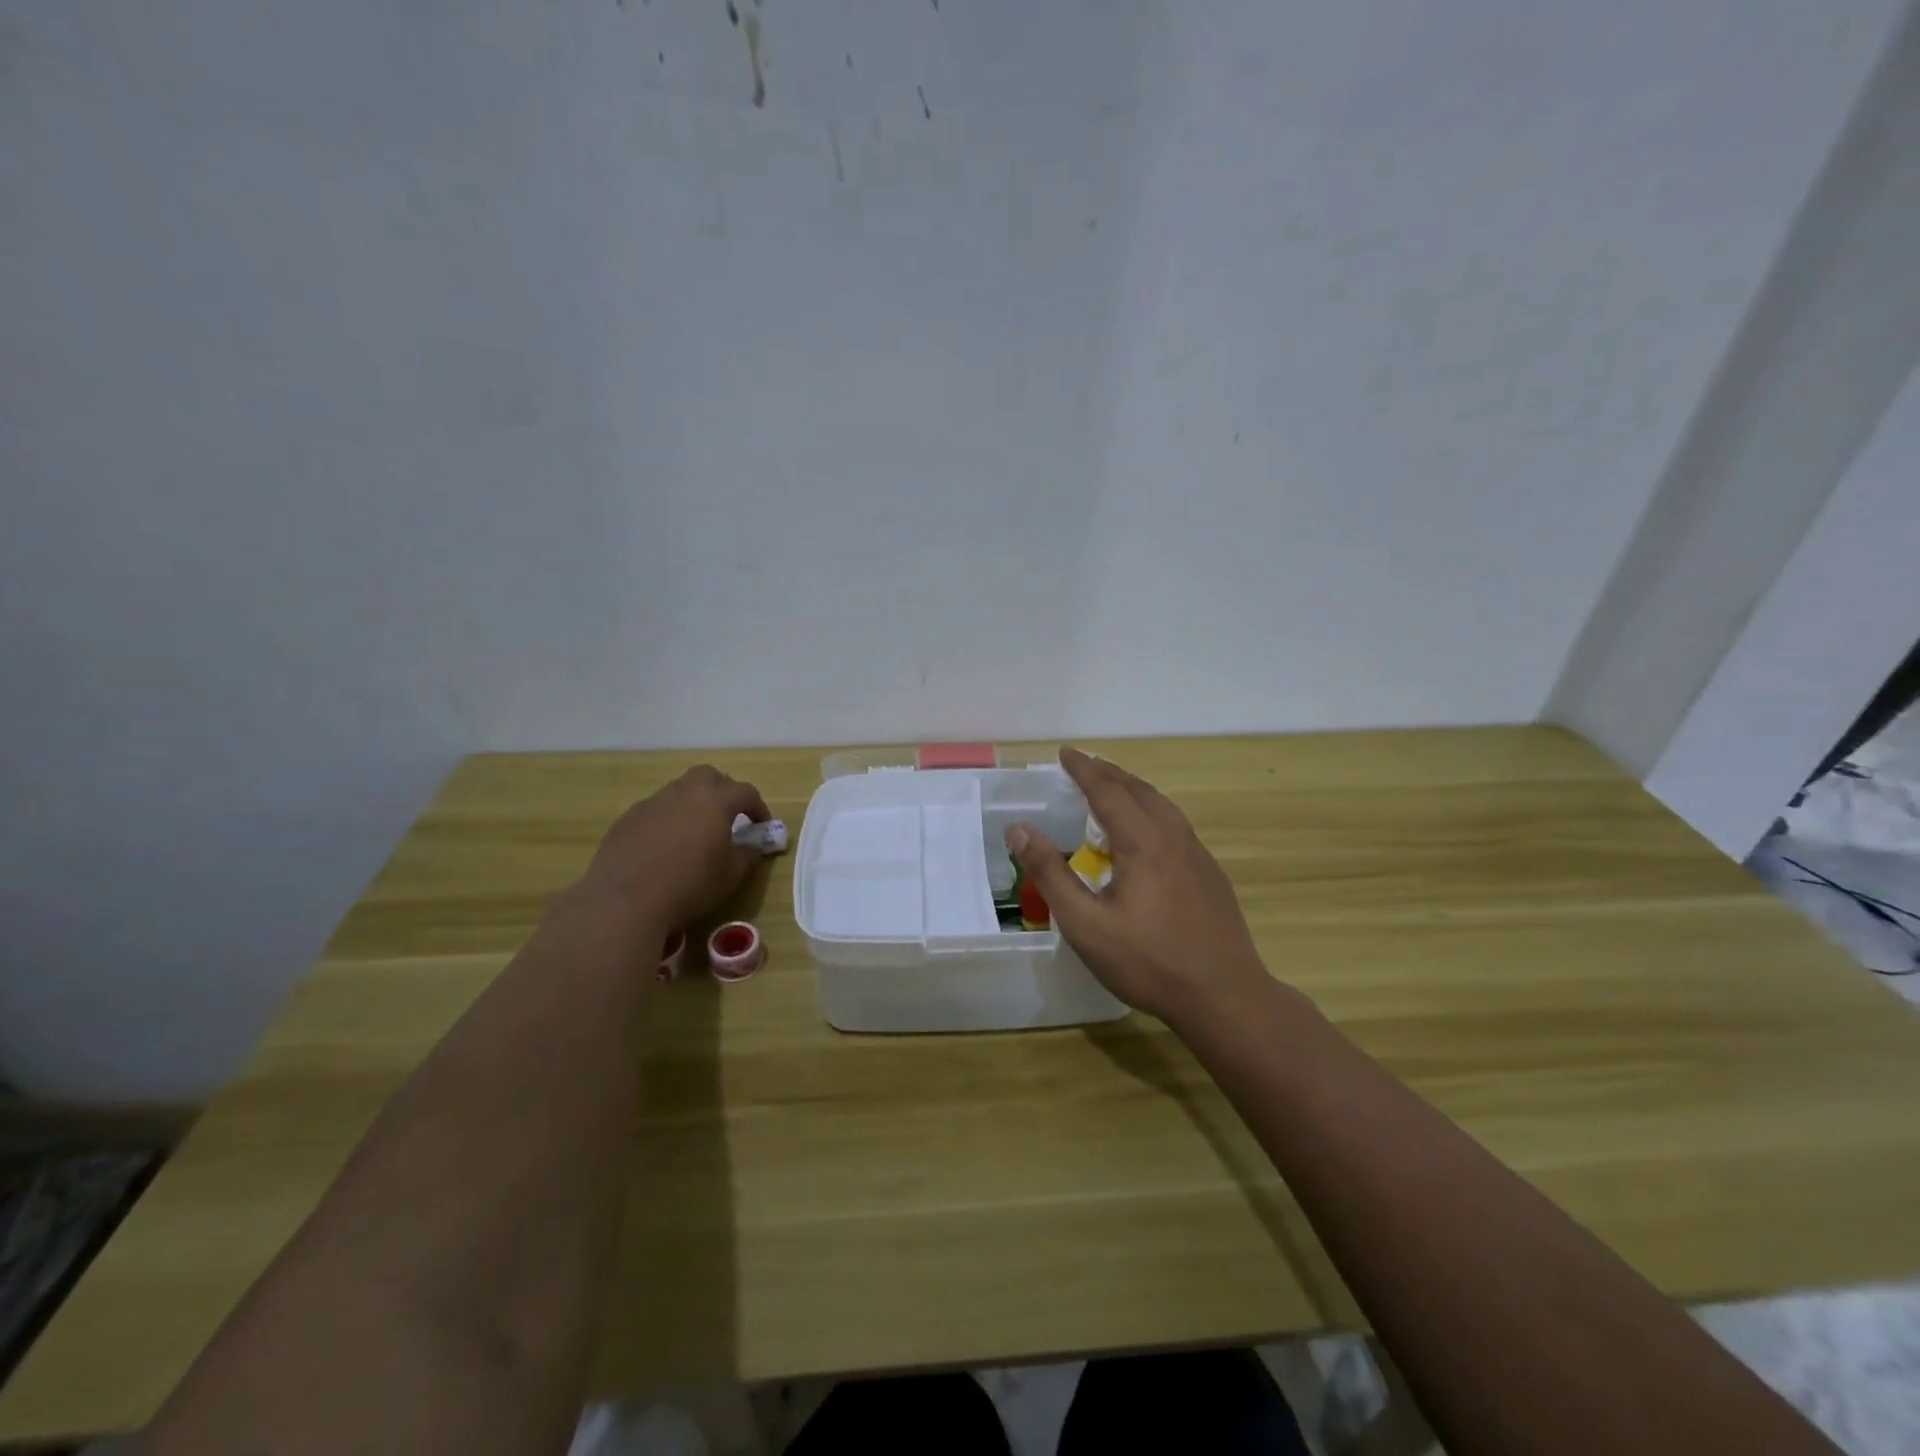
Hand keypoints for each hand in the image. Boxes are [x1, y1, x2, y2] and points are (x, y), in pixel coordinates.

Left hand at [572, 766, 770, 935]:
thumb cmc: (690, 886)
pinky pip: (655, 810)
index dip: (758, 807)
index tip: (761, 825)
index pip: (746, 792)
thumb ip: (747, 854)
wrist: (625, 902)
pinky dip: (667, 820)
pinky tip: (664, 847)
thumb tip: (752, 845)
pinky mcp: (627, 819)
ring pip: (679, 791)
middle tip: (727, 817)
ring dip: (692, 804)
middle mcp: (684, 792)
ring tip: (695, 833)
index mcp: (716, 800)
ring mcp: (652, 803)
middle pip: (709, 776)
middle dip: (722, 791)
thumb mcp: (731, 875)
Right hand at [1007, 747, 1271, 1026]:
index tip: (1065, 753)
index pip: (1108, 791)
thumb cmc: (1149, 961)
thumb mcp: (1085, 924)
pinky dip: (1152, 811)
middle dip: (1109, 773)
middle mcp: (1174, 837)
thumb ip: (1050, 874)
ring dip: (1133, 789)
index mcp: (1144, 841)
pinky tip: (1146, 834)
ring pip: (1163, 806)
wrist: (1225, 997)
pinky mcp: (1211, 875)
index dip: (1084, 770)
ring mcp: (1198, 856)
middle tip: (1084, 764)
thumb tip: (1019, 829)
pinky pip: (1176, 825)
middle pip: (1139, 790)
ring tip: (1113, 789)